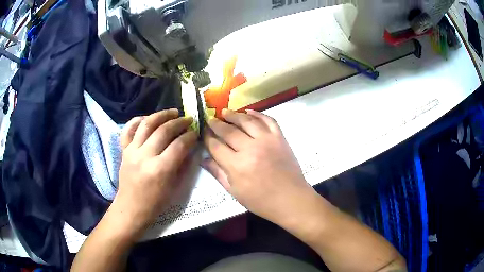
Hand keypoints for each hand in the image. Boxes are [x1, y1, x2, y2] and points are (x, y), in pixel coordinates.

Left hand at [111, 109, 197, 236]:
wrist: (132, 208)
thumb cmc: (156, 203)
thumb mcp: (176, 189)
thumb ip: (184, 166)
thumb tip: (191, 148)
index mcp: (160, 169)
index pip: (179, 145)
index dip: (190, 136)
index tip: (196, 132)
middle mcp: (145, 156)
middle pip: (164, 130)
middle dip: (179, 122)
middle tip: (188, 119)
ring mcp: (132, 151)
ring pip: (146, 124)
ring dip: (161, 115)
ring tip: (172, 112)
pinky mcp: (124, 150)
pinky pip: (128, 130)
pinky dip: (137, 120)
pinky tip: (147, 118)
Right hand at [203, 109, 318, 225]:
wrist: (291, 199)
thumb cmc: (261, 201)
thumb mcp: (235, 192)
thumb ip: (218, 173)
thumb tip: (203, 160)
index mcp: (237, 166)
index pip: (216, 146)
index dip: (207, 138)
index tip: (203, 132)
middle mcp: (250, 149)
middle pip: (229, 131)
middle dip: (216, 124)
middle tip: (210, 119)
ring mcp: (267, 140)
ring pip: (247, 121)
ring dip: (234, 115)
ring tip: (225, 111)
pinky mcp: (280, 138)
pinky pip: (268, 120)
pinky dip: (258, 114)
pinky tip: (249, 111)